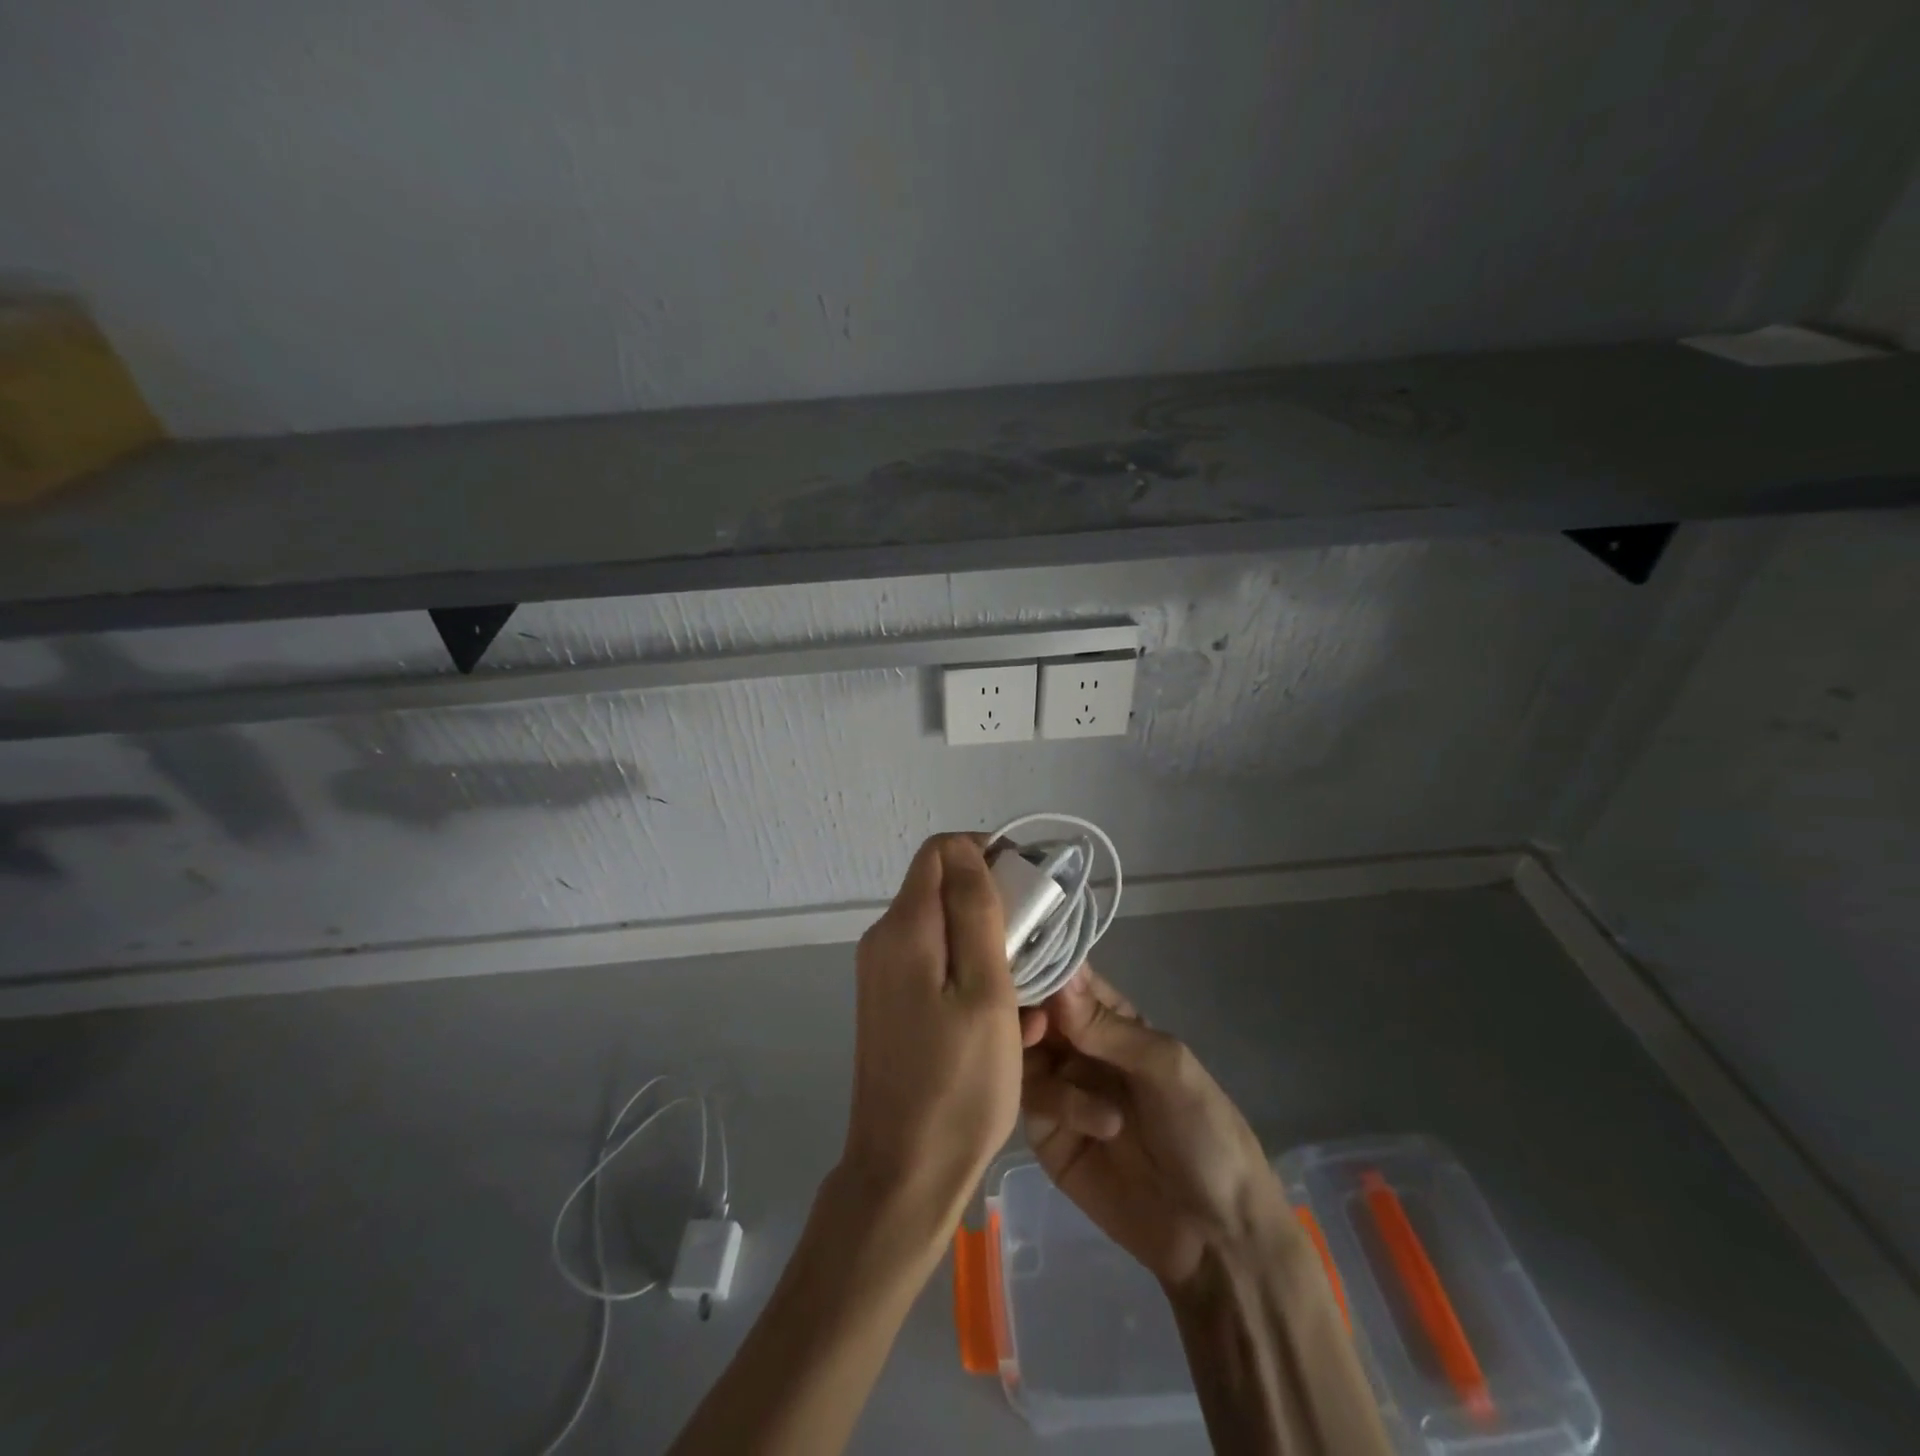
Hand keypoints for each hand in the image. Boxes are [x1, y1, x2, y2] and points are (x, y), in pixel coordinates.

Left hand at [839, 835, 1037, 1243]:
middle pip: (942, 889)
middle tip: (1038, 946)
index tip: (1028, 888)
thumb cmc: (959, 1082)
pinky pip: (935, 966)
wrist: (904, 1173)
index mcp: (904, 928)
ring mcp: (882, 975)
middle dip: (994, 905)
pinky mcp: (890, 1004)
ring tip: (1029, 993)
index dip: (985, 853)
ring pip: (944, 931)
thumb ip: (975, 910)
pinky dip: (971, 976)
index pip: (941, 851)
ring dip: (989, 947)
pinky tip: (1004, 1019)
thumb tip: (966, 847)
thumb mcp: (985, 990)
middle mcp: (884, 940)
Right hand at [1022, 967, 1290, 1293]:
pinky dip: (1058, 1104)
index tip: (1023, 964)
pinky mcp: (1048, 1135)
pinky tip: (1099, 1126)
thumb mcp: (1165, 1067)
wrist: (1215, 1237)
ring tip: (1070, 1079)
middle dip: (1030, 1012)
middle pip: (1035, 1012)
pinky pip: (1033, 1101)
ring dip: (1041, 1058)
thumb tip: (1057, 977)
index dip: (1045, 967)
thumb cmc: (1203, 1131)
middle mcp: (1081, 1048)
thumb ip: (1106, 1025)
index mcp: (1113, 1021)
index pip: (1069, 979)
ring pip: (1023, 1053)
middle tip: (1036, 1026)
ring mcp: (1062, 1090)